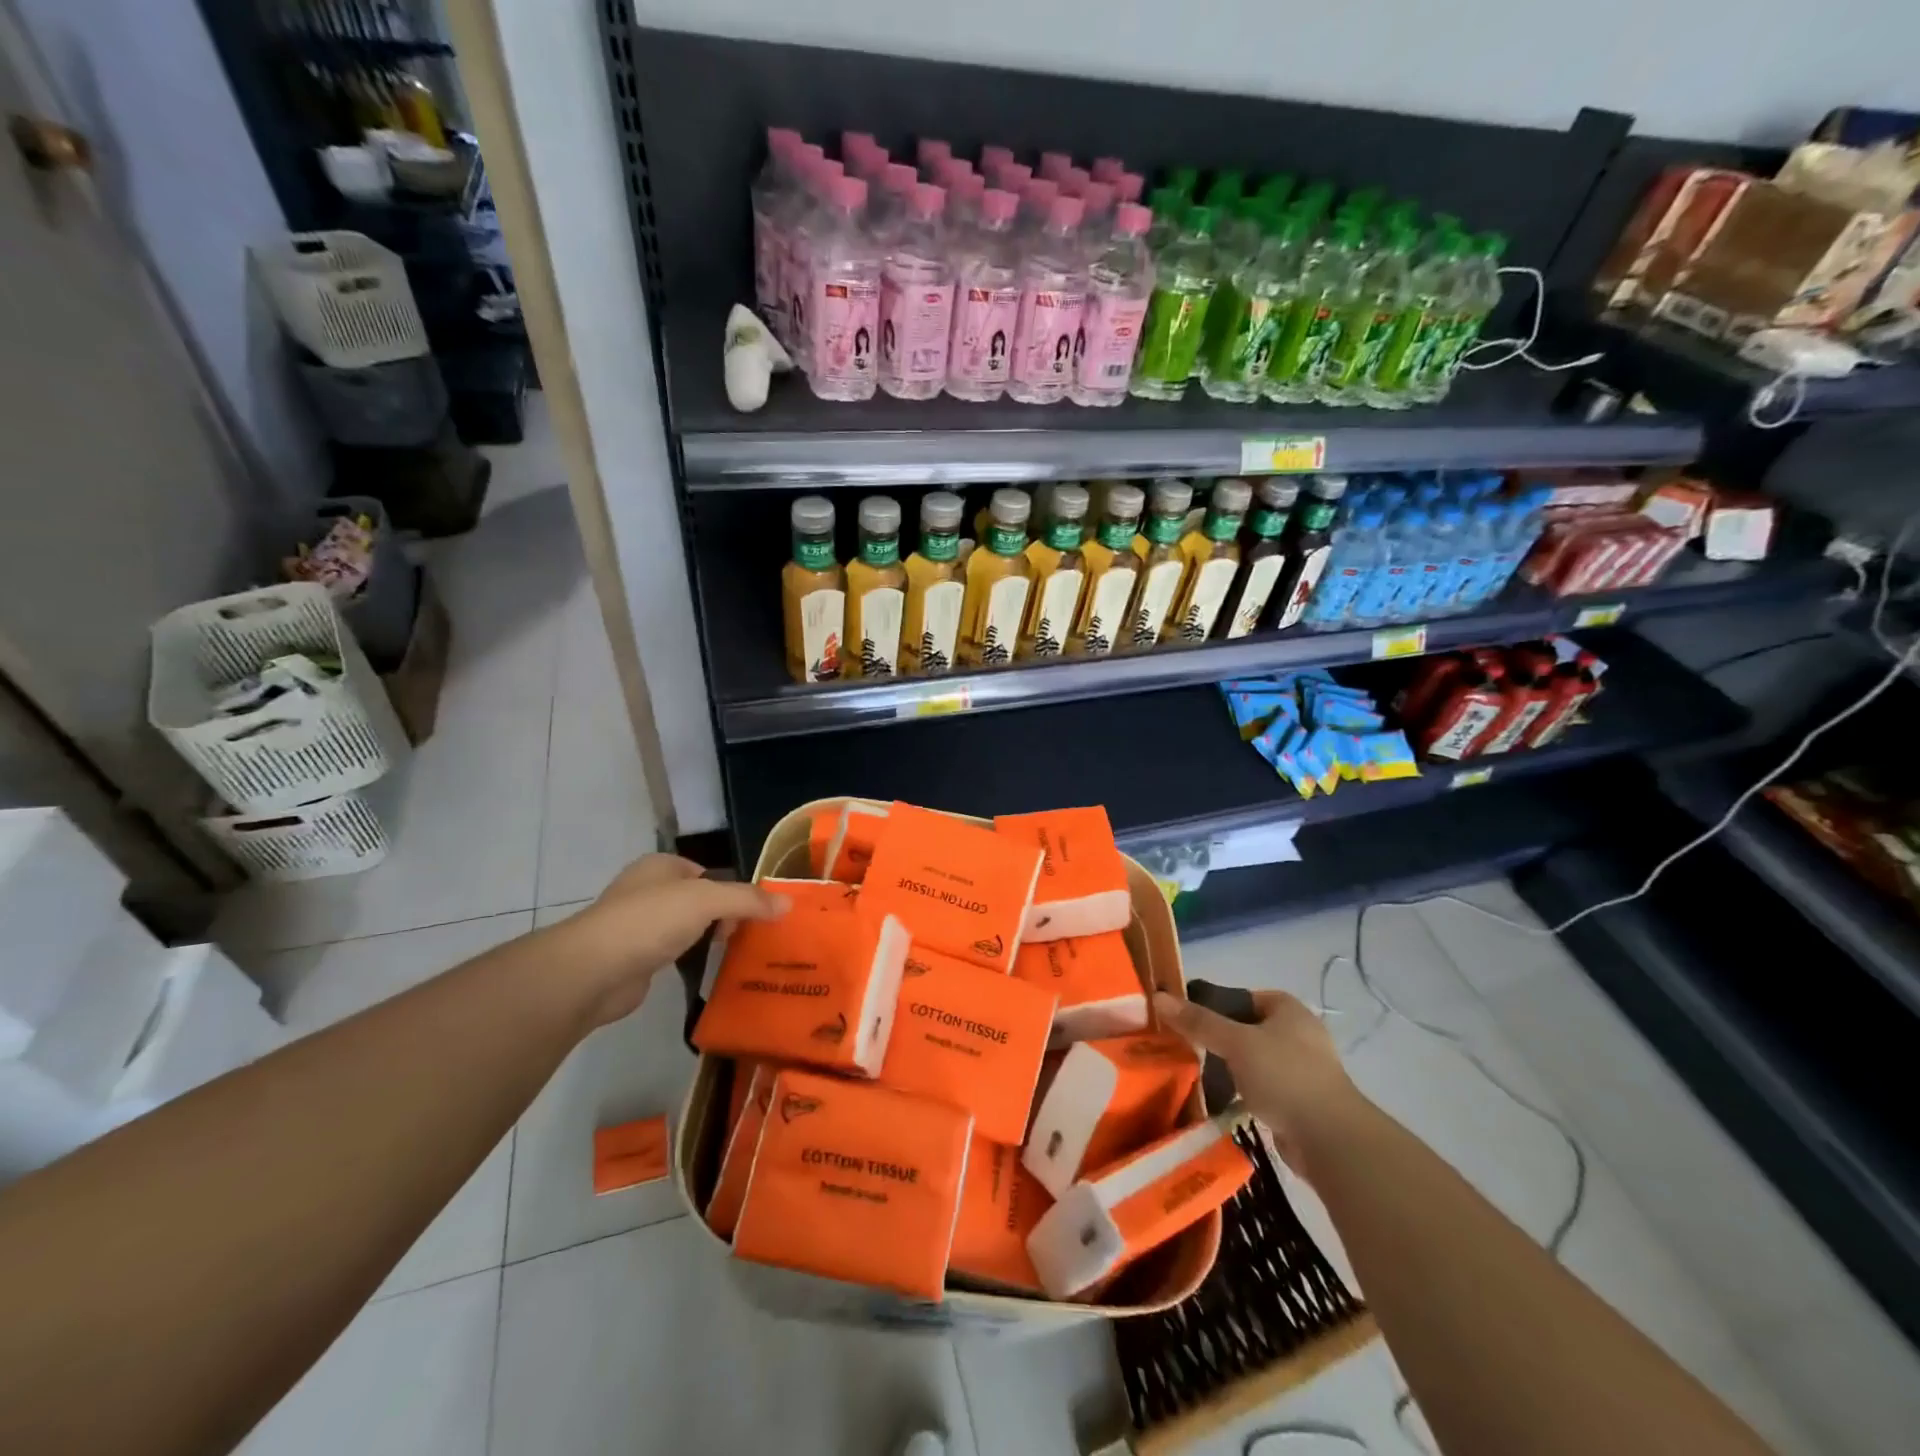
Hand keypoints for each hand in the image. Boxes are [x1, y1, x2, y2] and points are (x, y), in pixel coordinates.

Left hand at [548, 855, 787, 1026]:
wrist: (592, 972)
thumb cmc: (650, 921)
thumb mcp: (707, 901)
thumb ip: (748, 900)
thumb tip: (788, 903)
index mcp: (660, 866)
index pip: (707, 872)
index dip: (732, 890)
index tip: (754, 914)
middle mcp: (647, 890)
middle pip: (699, 900)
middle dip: (723, 916)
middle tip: (747, 937)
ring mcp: (637, 926)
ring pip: (685, 928)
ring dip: (706, 940)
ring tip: (735, 956)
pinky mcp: (633, 959)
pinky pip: (672, 954)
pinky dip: (688, 961)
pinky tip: (705, 973)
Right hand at [1153, 989, 1363, 1177]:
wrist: (1330, 1140)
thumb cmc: (1284, 1076)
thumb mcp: (1235, 1043)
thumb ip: (1198, 1021)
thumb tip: (1159, 997)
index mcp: (1289, 1010)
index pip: (1245, 997)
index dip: (1218, 1004)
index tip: (1190, 1018)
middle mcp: (1299, 1034)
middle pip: (1248, 1028)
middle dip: (1221, 1038)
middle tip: (1189, 1046)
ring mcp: (1303, 1070)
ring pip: (1255, 1060)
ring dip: (1232, 1067)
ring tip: (1200, 1073)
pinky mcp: (1301, 1102)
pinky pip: (1263, 1088)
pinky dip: (1245, 1092)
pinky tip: (1223, 1100)